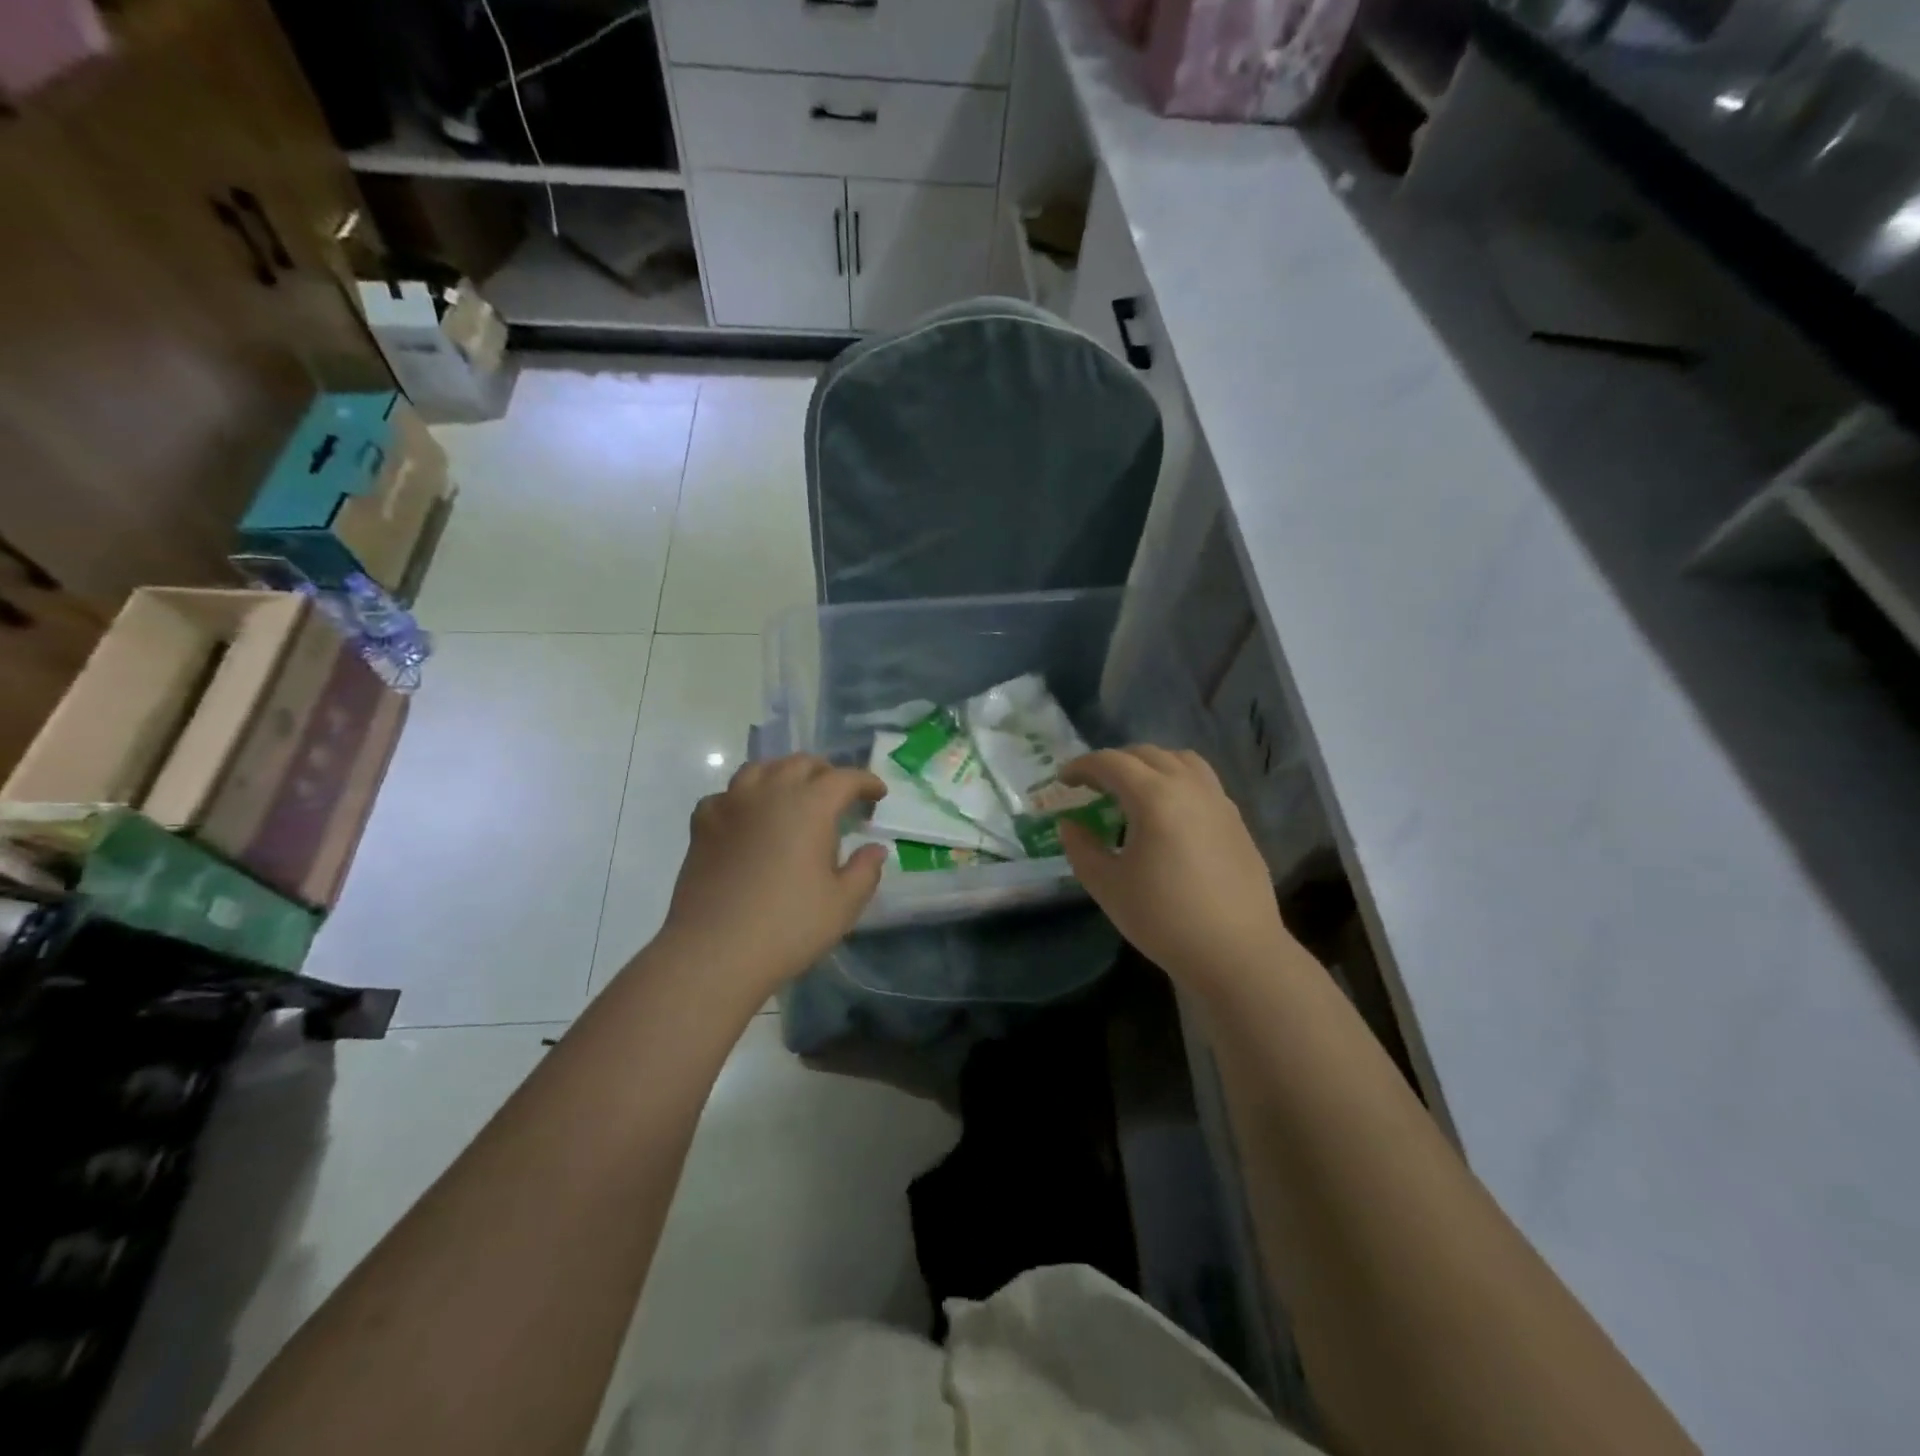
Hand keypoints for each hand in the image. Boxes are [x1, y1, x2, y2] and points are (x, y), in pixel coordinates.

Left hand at [656, 755, 888, 1001]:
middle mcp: (770, 793)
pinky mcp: (702, 824)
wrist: (714, 952)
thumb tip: (874, 849)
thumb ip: (865, 871)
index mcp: (810, 806)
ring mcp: (731, 805)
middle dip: (826, 773)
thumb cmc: (788, 927)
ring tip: (793, 795)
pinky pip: (727, 795)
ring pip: (760, 769)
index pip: (844, 779)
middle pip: (801, 764)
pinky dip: (744, 798)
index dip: (865, 782)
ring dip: (783, 775)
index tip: (878, 794)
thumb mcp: (843, 904)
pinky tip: (748, 818)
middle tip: (839, 795)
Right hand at [1059, 746, 1298, 993]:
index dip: (1082, 766)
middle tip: (1092, 786)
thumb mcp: (1108, 886)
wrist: (1236, 952)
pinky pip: (1202, 782)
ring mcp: (1218, 801)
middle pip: (1146, 754)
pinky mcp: (1236, 820)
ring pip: (1180, 760)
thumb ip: (1081, 848)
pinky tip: (1168, 814)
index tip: (1064, 780)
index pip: (1111, 763)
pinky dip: (1176, 780)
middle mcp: (1189, 786)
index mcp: (1154, 797)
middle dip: (1114, 763)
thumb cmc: (1164, 919)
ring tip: (1133, 790)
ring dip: (1150, 765)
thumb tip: (1070, 824)